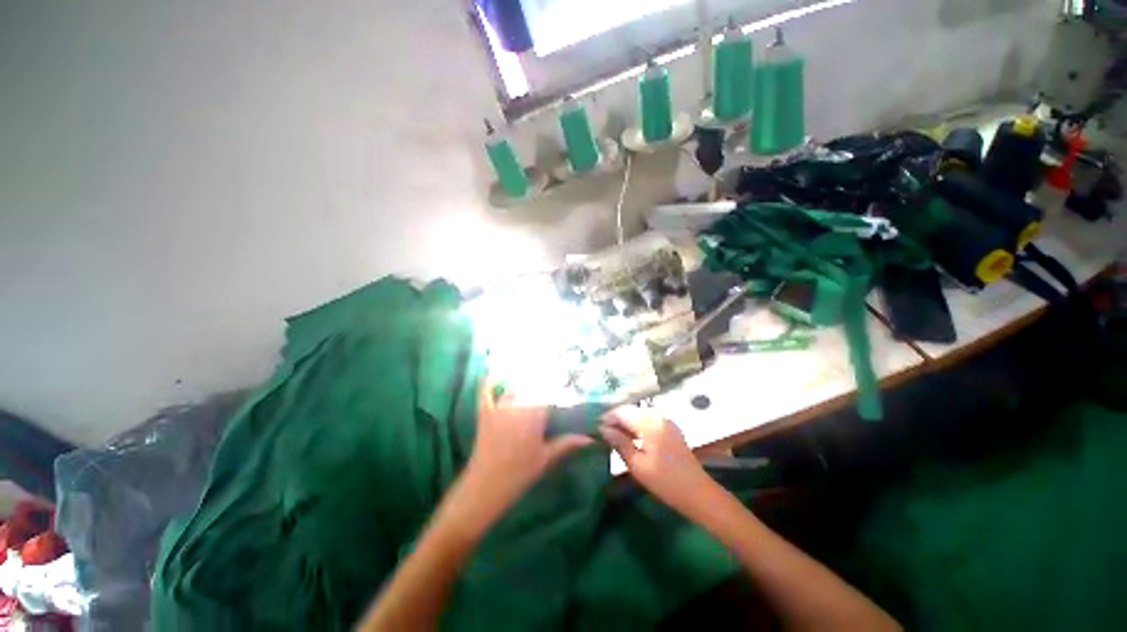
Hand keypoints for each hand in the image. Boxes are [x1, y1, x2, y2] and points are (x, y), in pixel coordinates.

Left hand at [461, 378, 593, 515]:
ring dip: (523, 383)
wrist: (486, 485)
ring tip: (531, 376)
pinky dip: (487, 383)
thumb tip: (589, 439)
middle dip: (542, 382)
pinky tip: (490, 373)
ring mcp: (499, 409)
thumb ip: (567, 444)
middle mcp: (518, 407)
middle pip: (532, 387)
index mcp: (535, 416)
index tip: (566, 382)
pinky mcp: (484, 414)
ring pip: (513, 389)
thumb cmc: (520, 473)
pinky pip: (485, 394)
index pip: (549, 394)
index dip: (558, 388)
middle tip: (552, 378)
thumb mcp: (546, 458)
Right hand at [600, 408, 713, 516]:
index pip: (622, 412)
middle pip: (631, 410)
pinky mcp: (670, 429)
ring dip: (626, 423)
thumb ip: (619, 442)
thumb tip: (602, 428)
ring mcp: (666, 422)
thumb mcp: (637, 464)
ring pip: (639, 415)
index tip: (595, 428)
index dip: (607, 417)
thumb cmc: (665, 481)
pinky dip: (636, 426)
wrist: (698, 494)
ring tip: (613, 436)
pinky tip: (630, 438)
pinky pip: (648, 421)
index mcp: (650, 423)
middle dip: (615, 419)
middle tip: (602, 433)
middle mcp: (658, 416)